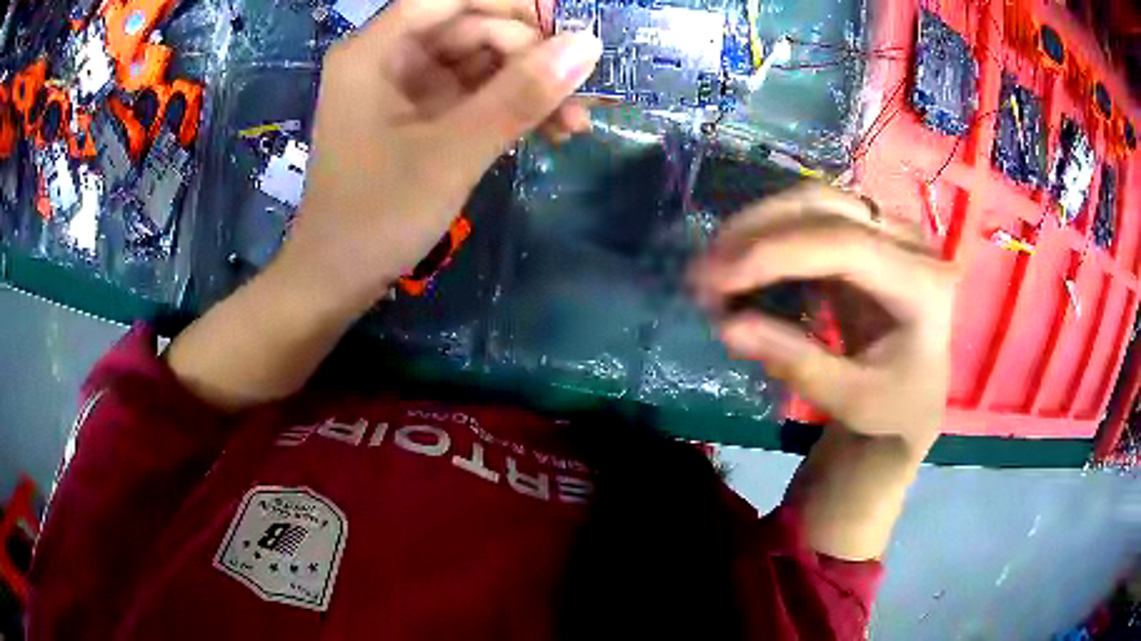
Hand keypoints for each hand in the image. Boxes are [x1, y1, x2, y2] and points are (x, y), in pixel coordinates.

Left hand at [278, 0, 601, 313]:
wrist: (337, 281)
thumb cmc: (377, 217)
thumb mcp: (452, 153)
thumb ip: (519, 95)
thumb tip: (587, 45)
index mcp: (375, 51)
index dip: (511, 3)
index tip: (567, 29)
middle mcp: (388, 59)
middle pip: (471, 28)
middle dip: (529, 56)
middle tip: (578, 96)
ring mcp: (404, 89)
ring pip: (479, 63)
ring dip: (528, 86)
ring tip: (574, 123)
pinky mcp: (419, 117)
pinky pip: (473, 95)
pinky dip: (510, 109)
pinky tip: (547, 131)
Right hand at [691, 185, 958, 447]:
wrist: (914, 399)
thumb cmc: (893, 408)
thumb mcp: (850, 400)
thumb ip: (795, 362)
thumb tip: (727, 327)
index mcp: (923, 285)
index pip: (846, 246)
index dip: (778, 253)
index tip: (718, 278)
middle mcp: (911, 243)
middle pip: (826, 207)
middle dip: (757, 230)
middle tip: (704, 270)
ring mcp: (889, 230)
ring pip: (813, 201)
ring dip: (757, 226)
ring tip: (715, 264)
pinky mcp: (867, 234)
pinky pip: (811, 217)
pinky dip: (770, 235)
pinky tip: (742, 262)